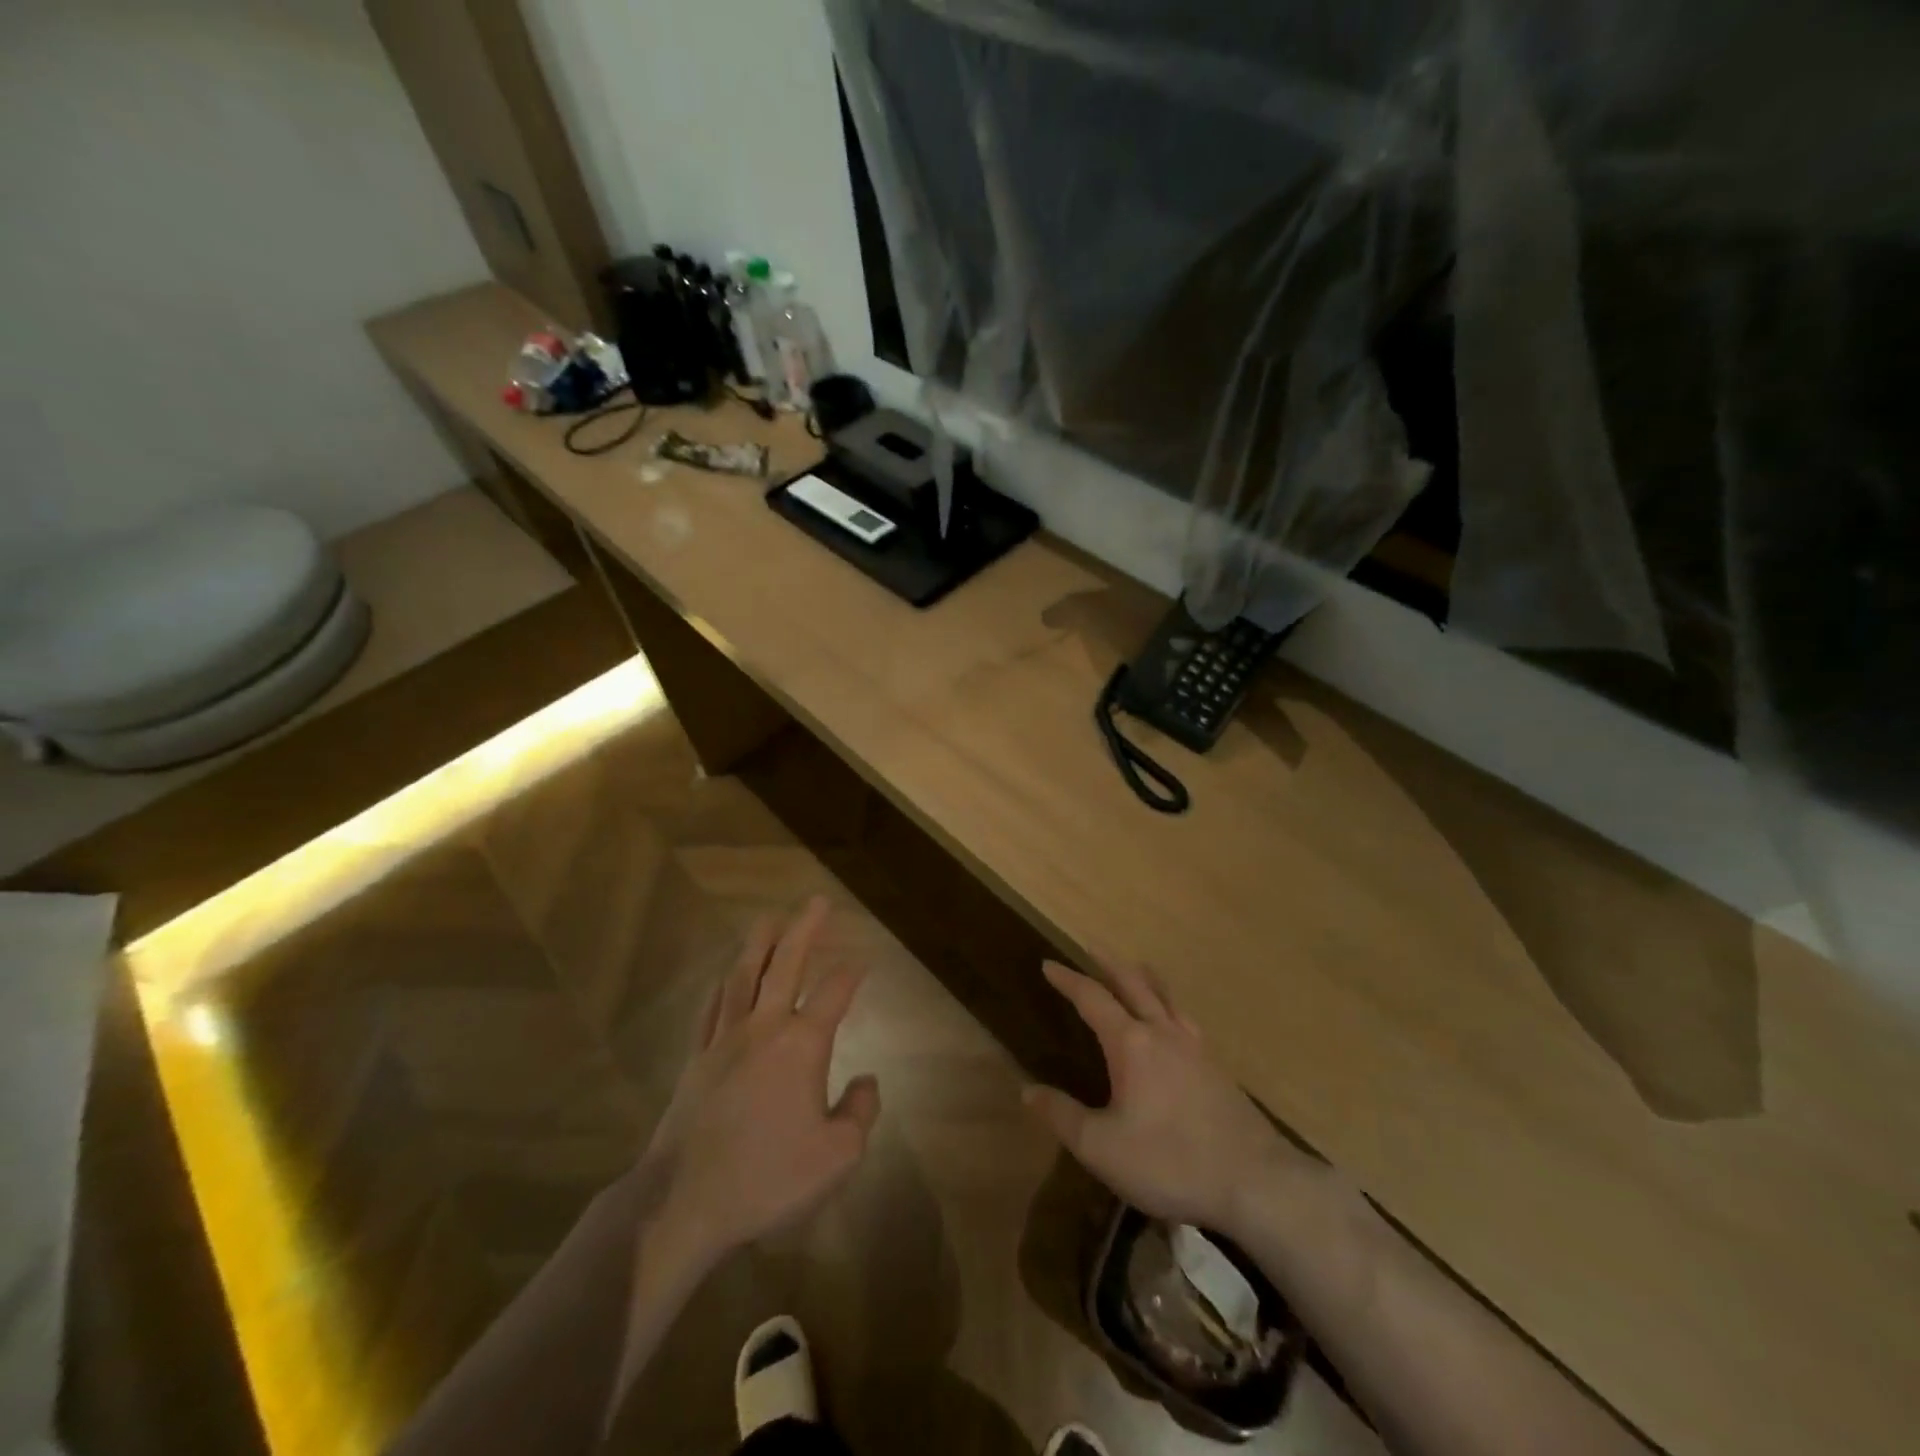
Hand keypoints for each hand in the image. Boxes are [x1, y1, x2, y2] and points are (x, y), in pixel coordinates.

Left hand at [645, 897, 878, 1266]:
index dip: (852, 974)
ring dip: (759, 943)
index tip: (863, 961)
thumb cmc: (767, 1178)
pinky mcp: (696, 1060)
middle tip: (816, 901)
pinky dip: (722, 986)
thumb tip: (866, 1080)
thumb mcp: (837, 1156)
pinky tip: (725, 976)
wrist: (683, 1204)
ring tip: (768, 918)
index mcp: (801, 1045)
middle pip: (785, 965)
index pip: (833, 994)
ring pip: (743, 976)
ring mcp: (724, 1041)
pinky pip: (711, 1009)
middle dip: (804, 929)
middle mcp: (763, 1028)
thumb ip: (860, 1112)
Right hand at [1024, 961, 1305, 1235]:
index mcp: (1131, 1044)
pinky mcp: (1217, 1068)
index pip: (1092, 998)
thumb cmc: (1170, 1162)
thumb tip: (1027, 1090)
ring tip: (1136, 968)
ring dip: (1144, 978)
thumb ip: (1063, 1116)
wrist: (1256, 1182)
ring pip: (1166, 997)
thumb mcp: (1102, 1148)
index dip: (1068, 980)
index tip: (1048, 964)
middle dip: (1108, 964)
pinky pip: (1186, 1019)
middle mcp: (1163, 1033)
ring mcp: (1196, 1047)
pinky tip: (1174, 1022)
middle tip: (1091, 947)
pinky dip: (1170, 1005)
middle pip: (1133, 984)